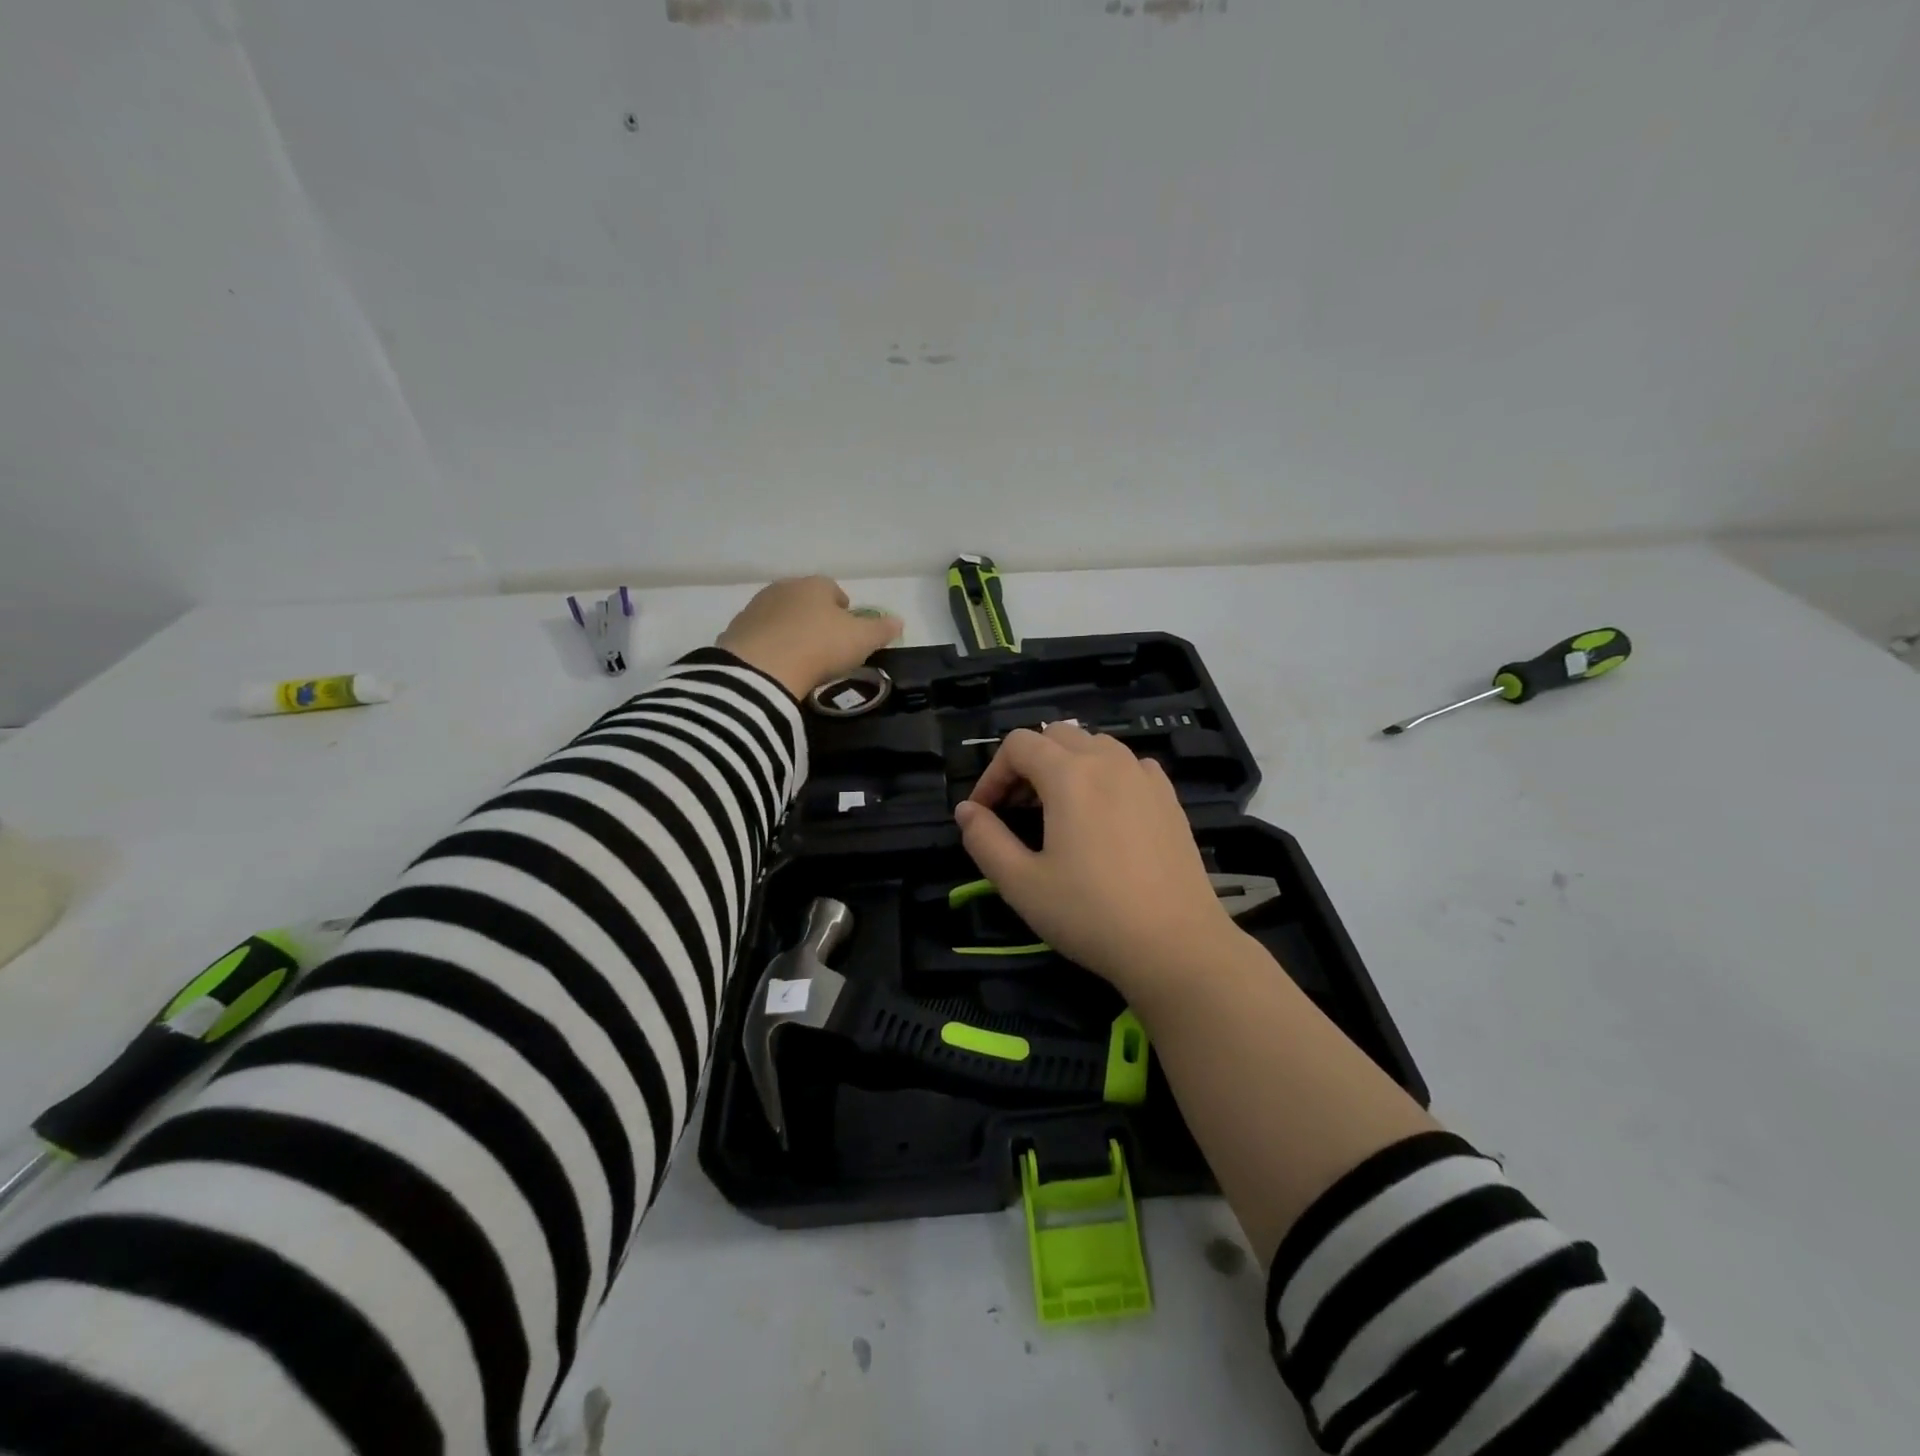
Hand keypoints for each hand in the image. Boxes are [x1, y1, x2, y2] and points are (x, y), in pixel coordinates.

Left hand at [717, 577, 902, 700]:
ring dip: (790, 630)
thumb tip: (899, 621)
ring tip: (801, 657)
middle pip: (804, 600)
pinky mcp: (735, 631)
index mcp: (815, 585)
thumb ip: (881, 629)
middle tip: (825, 643)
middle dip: (814, 617)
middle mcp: (783, 589)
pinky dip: (769, 646)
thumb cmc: (820, 646)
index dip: (843, 608)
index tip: (848, 629)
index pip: (833, 589)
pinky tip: (777, 666)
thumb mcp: (861, 640)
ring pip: (780, 616)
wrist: (762, 668)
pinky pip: (760, 637)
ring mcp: (756, 608)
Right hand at [953, 723, 1237, 996]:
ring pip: (1095, 745)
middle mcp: (1109, 761)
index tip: (984, 814)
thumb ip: (984, 840)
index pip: (1018, 744)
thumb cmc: (1090, 914)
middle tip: (1018, 810)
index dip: (992, 774)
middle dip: (1027, 764)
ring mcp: (1145, 777)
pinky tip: (1104, 815)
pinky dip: (1105, 775)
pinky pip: (1128, 765)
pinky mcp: (1169, 798)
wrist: (1176, 945)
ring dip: (1066, 765)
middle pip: (1056, 735)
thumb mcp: (1021, 884)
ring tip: (1059, 810)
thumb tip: (966, 811)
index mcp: (1070, 775)